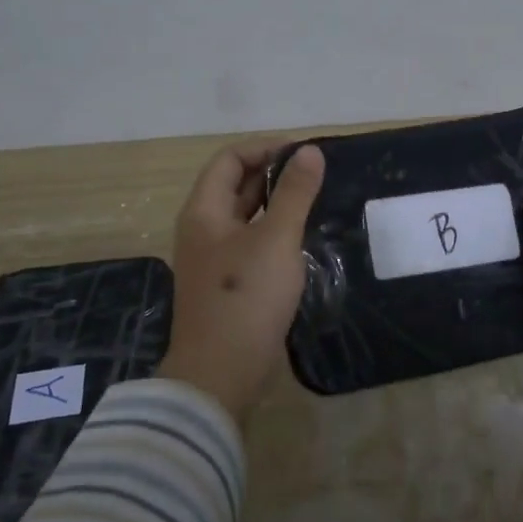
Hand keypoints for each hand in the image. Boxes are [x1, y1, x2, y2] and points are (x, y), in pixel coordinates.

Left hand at [158, 141, 324, 423]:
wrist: (221, 373)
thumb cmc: (246, 296)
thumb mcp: (276, 238)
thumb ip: (295, 193)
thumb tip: (309, 150)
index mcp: (204, 211)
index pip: (230, 159)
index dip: (265, 148)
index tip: (304, 154)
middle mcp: (204, 229)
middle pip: (236, 186)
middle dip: (275, 175)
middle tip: (318, 176)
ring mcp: (215, 259)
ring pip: (247, 217)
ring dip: (278, 204)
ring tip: (318, 201)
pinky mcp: (229, 284)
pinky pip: (253, 244)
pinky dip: (277, 233)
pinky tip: (305, 239)